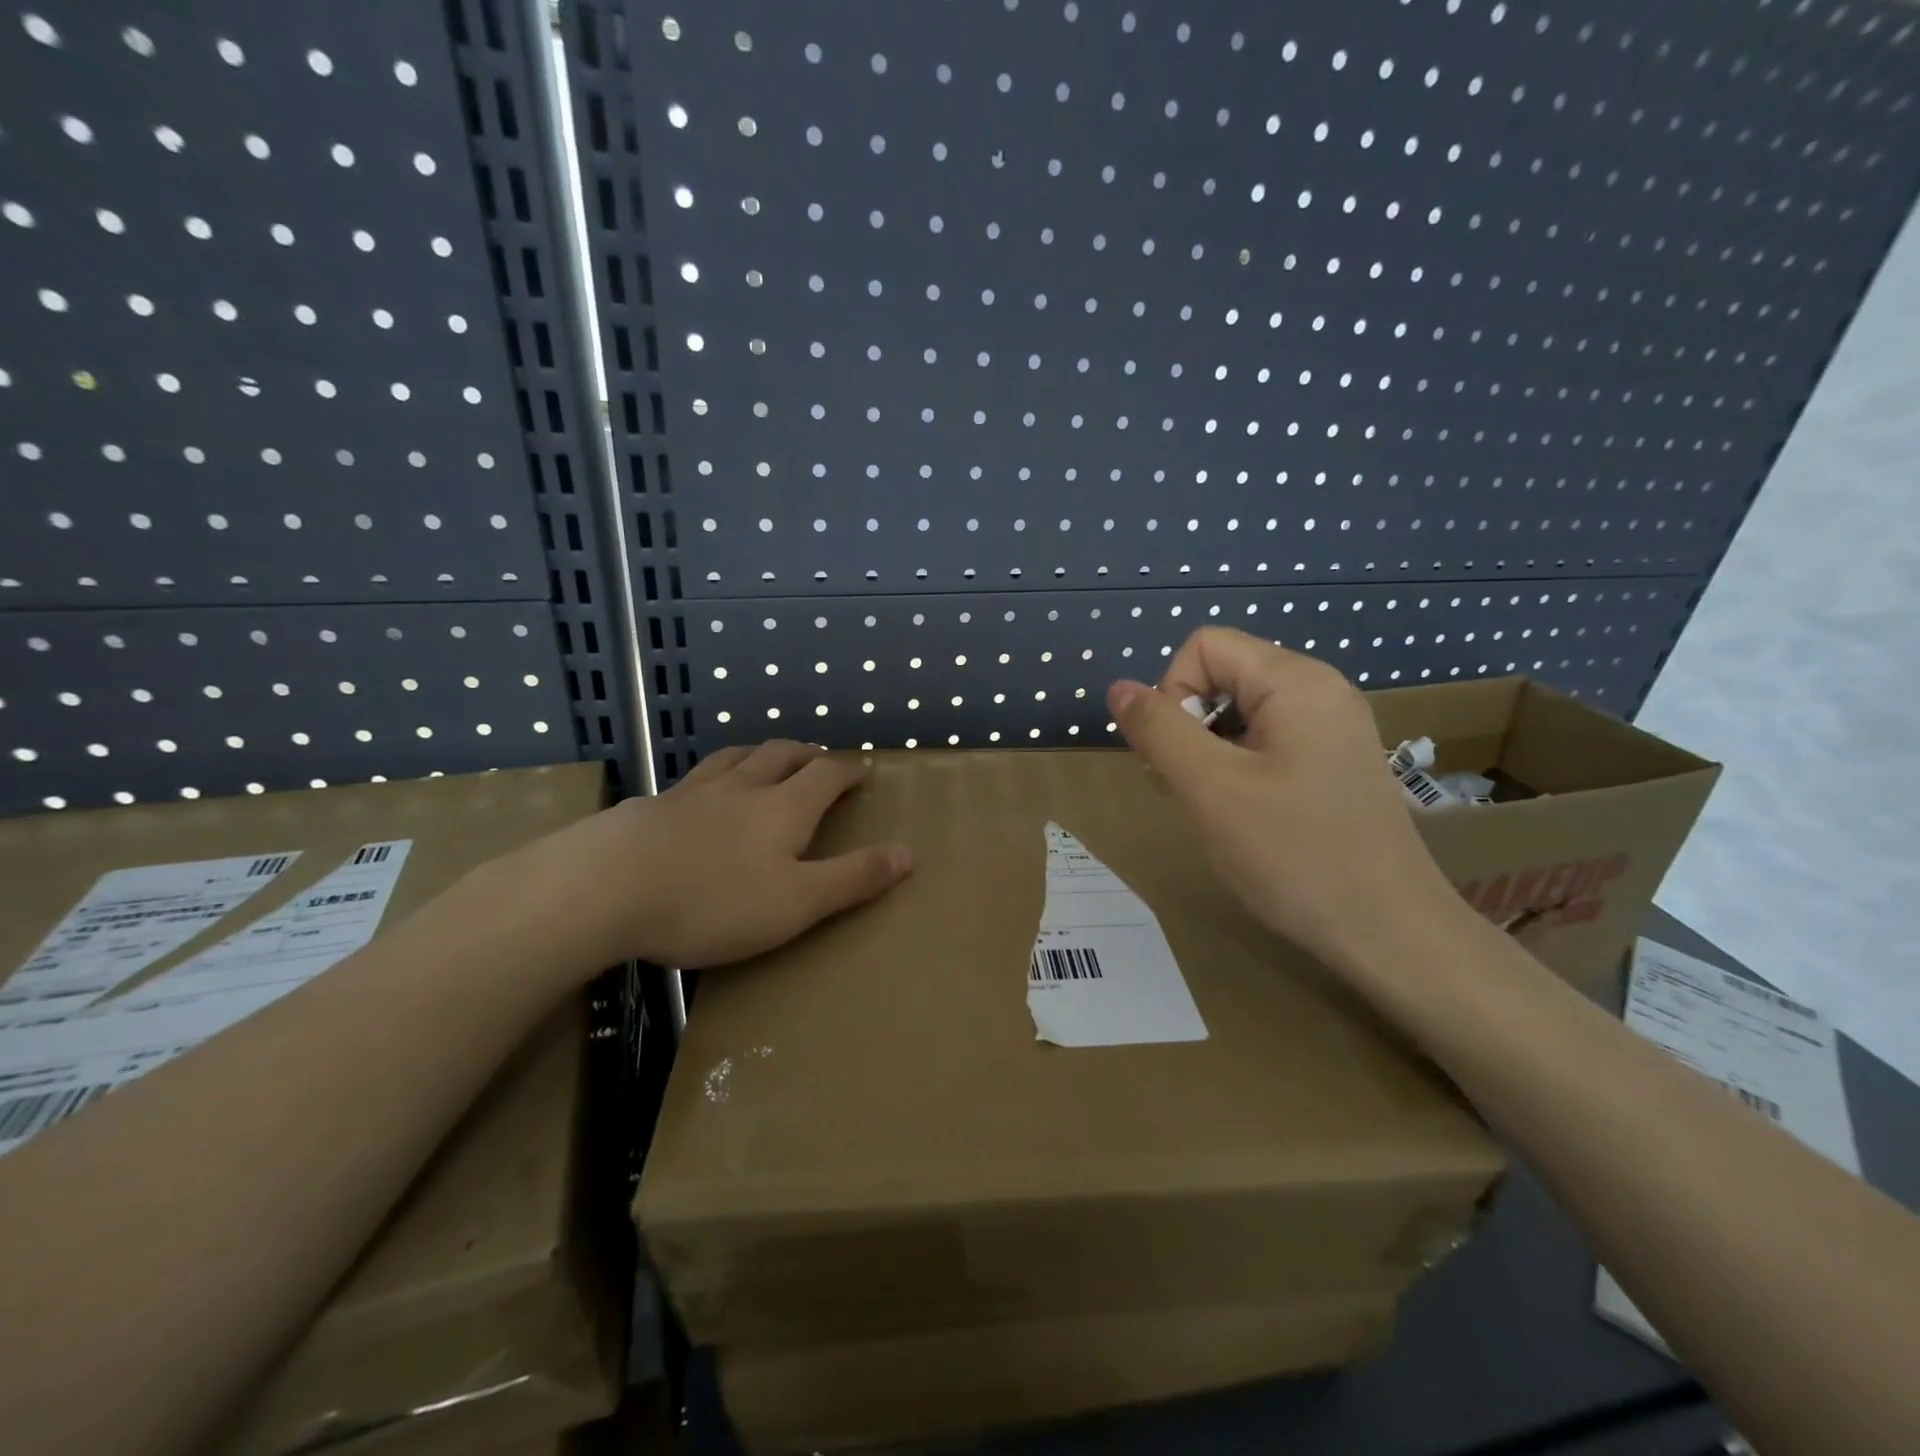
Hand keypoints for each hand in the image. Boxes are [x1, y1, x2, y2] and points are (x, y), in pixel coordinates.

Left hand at [517, 741, 910, 970]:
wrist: (603, 890)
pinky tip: (698, 797)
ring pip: (733, 758)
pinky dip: (712, 778)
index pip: (826, 774)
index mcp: (783, 808)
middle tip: (819, 758)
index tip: (861, 770)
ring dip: (759, 754)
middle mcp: (741, 788)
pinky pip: (692, 780)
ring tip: (764, 760)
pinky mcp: (649, 807)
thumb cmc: (713, 901)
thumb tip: (909, 853)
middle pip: (781, 754)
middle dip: (806, 753)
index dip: (848, 770)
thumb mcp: (797, 902)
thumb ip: (853, 878)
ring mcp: (691, 793)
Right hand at [1107, 629, 1459, 970]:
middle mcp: (1320, 690)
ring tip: (1212, 805)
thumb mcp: (1211, 788)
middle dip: (1188, 724)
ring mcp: (1333, 727)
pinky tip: (1241, 812)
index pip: (1204, 646)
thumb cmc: (1295, 855)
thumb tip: (1119, 688)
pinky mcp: (1335, 761)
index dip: (1173, 691)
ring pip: (1241, 710)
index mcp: (1296, 681)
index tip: (1177, 755)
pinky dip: (1237, 765)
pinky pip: (1268, 739)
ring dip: (1208, 749)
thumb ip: (1159, 730)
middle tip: (1188, 787)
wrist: (1391, 932)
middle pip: (1223, 674)